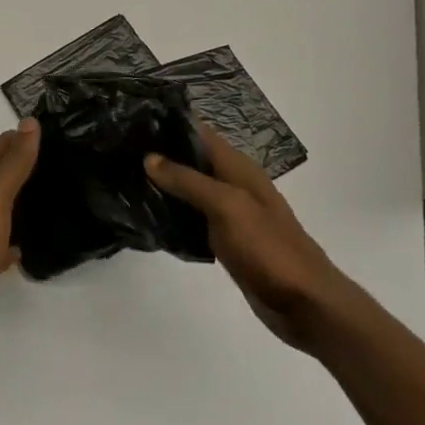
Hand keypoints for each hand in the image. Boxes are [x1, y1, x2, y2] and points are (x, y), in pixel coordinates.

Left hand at [0, 119, 39, 370]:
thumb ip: (12, 163)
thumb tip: (29, 123)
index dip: (14, 139)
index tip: (44, 131)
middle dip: (18, 166)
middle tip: (55, 160)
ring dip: (18, 200)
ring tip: (49, 195)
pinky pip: (0, 243)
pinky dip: (15, 237)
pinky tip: (32, 242)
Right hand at [144, 124, 353, 352]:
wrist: (306, 304)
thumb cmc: (268, 248)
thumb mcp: (227, 207)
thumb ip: (188, 181)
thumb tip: (149, 157)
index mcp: (237, 167)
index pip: (199, 132)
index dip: (168, 123)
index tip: (132, 120)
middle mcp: (233, 183)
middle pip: (192, 158)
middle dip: (160, 153)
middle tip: (118, 150)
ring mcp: (230, 213)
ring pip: (190, 189)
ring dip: (163, 184)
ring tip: (124, 177)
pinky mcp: (225, 240)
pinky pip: (193, 217)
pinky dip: (173, 213)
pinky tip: (148, 214)